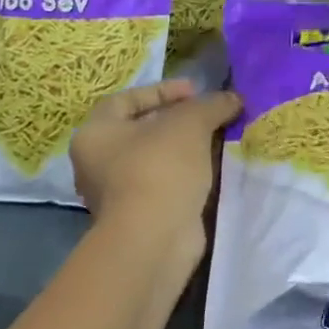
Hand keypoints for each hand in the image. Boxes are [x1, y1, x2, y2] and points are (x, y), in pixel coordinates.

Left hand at [71, 80, 240, 257]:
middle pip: (142, 129)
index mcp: (95, 134)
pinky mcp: (139, 217)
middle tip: (209, 114)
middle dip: (178, 119)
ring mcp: (117, 194)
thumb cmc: (160, 167)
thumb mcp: (191, 122)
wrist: (154, 239)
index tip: (195, 91)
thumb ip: (212, 104)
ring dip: (186, 147)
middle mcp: (97, 163)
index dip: (163, 90)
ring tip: (218, 138)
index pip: (127, 99)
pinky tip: (213, 167)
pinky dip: (187, 172)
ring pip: (156, 158)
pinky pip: (165, 183)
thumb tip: (233, 98)